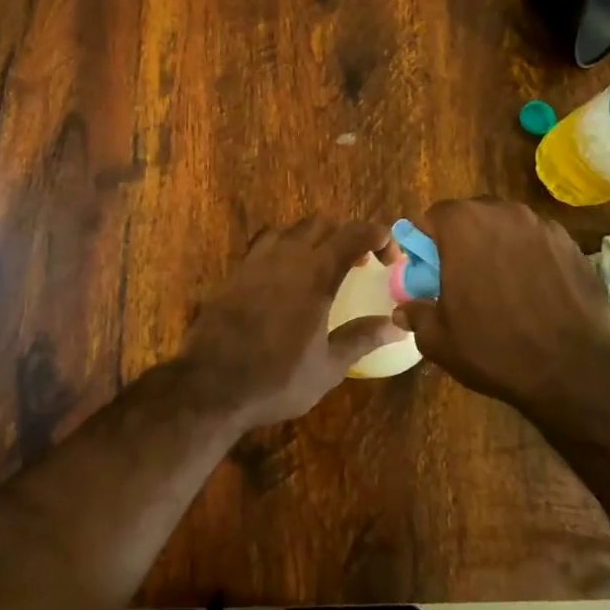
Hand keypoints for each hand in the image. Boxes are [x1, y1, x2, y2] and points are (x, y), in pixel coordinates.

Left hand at [178, 217, 403, 429]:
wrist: (212, 384)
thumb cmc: (277, 379)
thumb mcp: (329, 366)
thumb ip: (363, 338)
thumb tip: (398, 325)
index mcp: (316, 274)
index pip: (355, 234)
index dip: (379, 237)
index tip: (391, 257)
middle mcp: (287, 256)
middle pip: (322, 224)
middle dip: (346, 236)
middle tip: (359, 264)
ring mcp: (257, 261)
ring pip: (291, 229)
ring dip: (313, 239)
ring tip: (321, 267)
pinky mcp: (236, 272)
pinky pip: (264, 244)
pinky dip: (283, 249)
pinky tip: (285, 277)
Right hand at [394, 199, 609, 414]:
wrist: (575, 371)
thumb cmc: (495, 348)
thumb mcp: (439, 340)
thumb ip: (416, 315)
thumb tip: (403, 311)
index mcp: (463, 225)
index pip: (432, 216)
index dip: (427, 243)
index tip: (430, 271)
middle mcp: (503, 213)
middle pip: (472, 217)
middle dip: (463, 241)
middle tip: (463, 279)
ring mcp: (543, 226)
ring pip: (507, 228)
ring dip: (498, 248)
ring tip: (503, 288)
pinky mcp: (573, 246)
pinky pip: (539, 244)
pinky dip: (531, 260)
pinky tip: (535, 295)